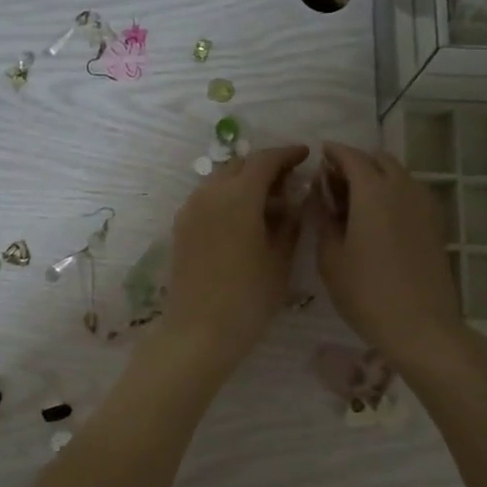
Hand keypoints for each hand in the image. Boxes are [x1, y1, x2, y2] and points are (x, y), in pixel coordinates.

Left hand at [161, 144, 309, 375]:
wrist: (198, 331)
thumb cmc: (248, 299)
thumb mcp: (279, 260)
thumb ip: (289, 223)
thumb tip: (293, 201)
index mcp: (238, 197)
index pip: (265, 161)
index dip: (287, 154)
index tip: (305, 154)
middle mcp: (210, 194)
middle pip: (240, 165)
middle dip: (265, 167)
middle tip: (289, 182)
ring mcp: (190, 210)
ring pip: (220, 180)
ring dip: (244, 182)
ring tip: (267, 203)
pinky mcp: (181, 227)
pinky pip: (207, 198)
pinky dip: (227, 197)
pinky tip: (243, 219)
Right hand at [315, 143, 468, 369]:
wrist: (421, 325)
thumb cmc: (366, 293)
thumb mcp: (331, 258)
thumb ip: (323, 219)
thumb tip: (321, 196)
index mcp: (373, 191)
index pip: (351, 156)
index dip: (333, 153)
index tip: (319, 156)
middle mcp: (403, 188)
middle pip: (379, 160)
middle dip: (356, 163)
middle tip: (334, 183)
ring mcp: (424, 205)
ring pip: (398, 175)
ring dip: (376, 177)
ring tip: (354, 202)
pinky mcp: (435, 223)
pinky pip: (410, 193)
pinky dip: (392, 193)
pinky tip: (377, 219)